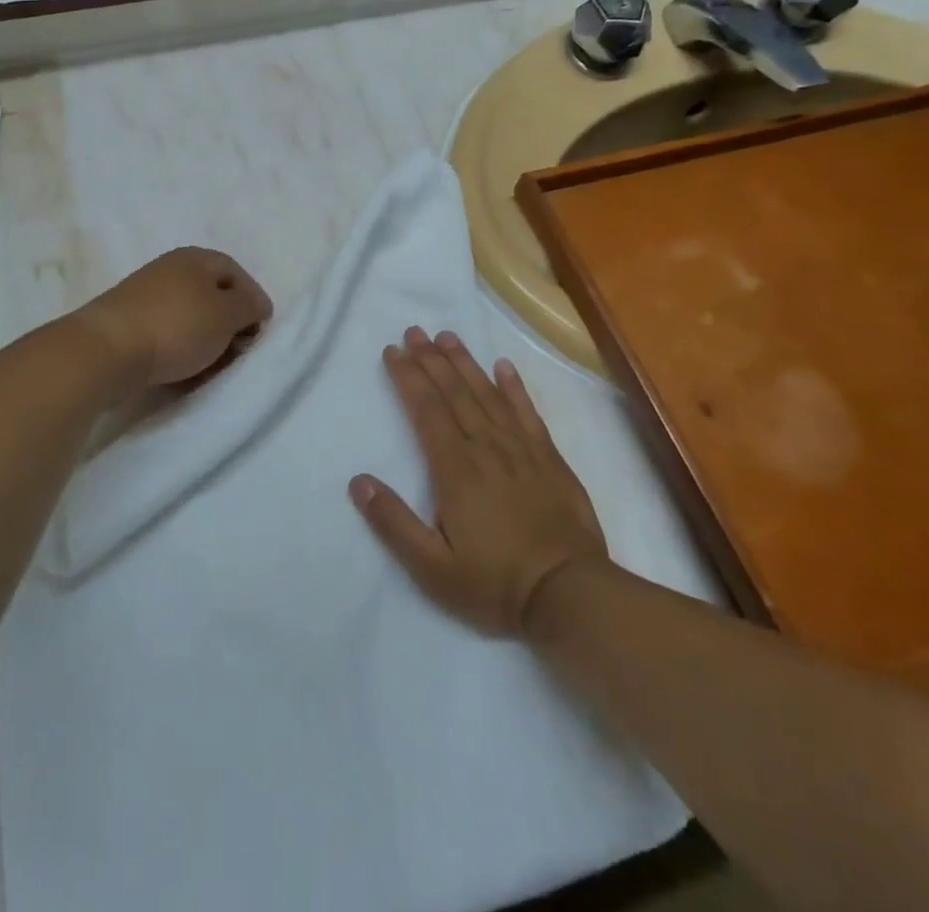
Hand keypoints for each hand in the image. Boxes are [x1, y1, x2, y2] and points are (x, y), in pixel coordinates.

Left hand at [78, 247, 272, 389]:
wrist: (106, 351)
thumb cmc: (176, 326)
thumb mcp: (227, 314)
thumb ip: (250, 306)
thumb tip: (255, 305)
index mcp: (195, 258)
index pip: (236, 273)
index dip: (254, 300)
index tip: (259, 332)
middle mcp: (170, 270)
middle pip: (212, 296)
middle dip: (230, 326)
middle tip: (237, 353)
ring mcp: (146, 297)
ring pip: (190, 319)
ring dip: (206, 344)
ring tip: (212, 369)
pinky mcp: (129, 324)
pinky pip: (167, 336)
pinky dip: (181, 352)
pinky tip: (184, 373)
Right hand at [350, 329, 610, 637]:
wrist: (570, 596)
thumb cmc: (495, 584)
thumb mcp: (432, 568)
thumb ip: (393, 523)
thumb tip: (358, 482)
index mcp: (455, 469)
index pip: (426, 409)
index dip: (408, 377)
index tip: (393, 351)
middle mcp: (486, 447)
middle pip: (454, 392)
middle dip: (431, 359)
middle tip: (414, 331)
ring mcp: (521, 449)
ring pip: (487, 394)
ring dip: (465, 363)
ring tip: (447, 337)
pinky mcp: (549, 458)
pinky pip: (528, 412)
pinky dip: (515, 387)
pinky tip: (504, 366)